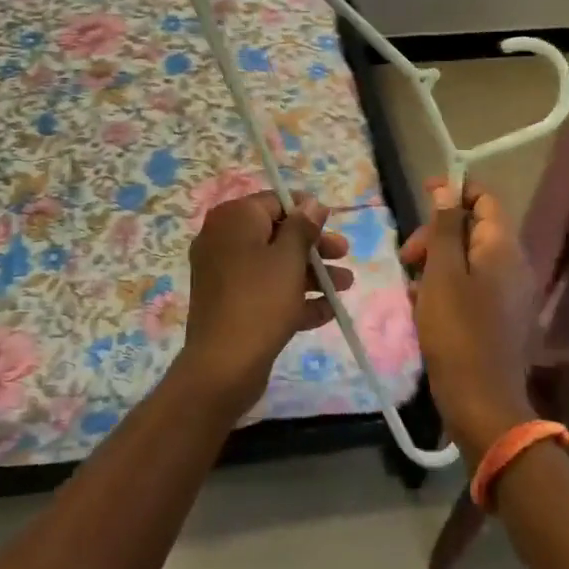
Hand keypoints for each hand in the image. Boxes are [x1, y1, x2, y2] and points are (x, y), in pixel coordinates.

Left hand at [177, 191, 353, 417]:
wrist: (223, 366)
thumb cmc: (260, 300)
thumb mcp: (288, 258)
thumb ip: (302, 227)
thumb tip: (312, 203)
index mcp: (233, 220)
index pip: (273, 202)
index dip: (305, 210)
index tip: (331, 222)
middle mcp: (223, 240)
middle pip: (276, 234)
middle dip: (313, 246)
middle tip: (344, 254)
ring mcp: (224, 274)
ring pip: (274, 265)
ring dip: (311, 273)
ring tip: (346, 286)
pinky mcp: (230, 304)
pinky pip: (265, 291)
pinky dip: (293, 297)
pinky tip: (327, 311)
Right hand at [399, 181, 539, 462]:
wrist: (482, 404)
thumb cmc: (457, 331)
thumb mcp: (442, 273)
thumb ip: (446, 227)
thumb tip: (448, 188)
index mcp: (503, 247)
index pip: (485, 198)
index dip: (454, 190)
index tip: (422, 195)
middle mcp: (514, 265)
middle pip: (474, 228)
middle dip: (437, 234)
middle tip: (407, 257)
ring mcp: (511, 294)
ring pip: (469, 259)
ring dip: (437, 264)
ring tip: (411, 287)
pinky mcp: (502, 318)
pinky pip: (473, 286)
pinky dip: (447, 288)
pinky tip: (423, 309)